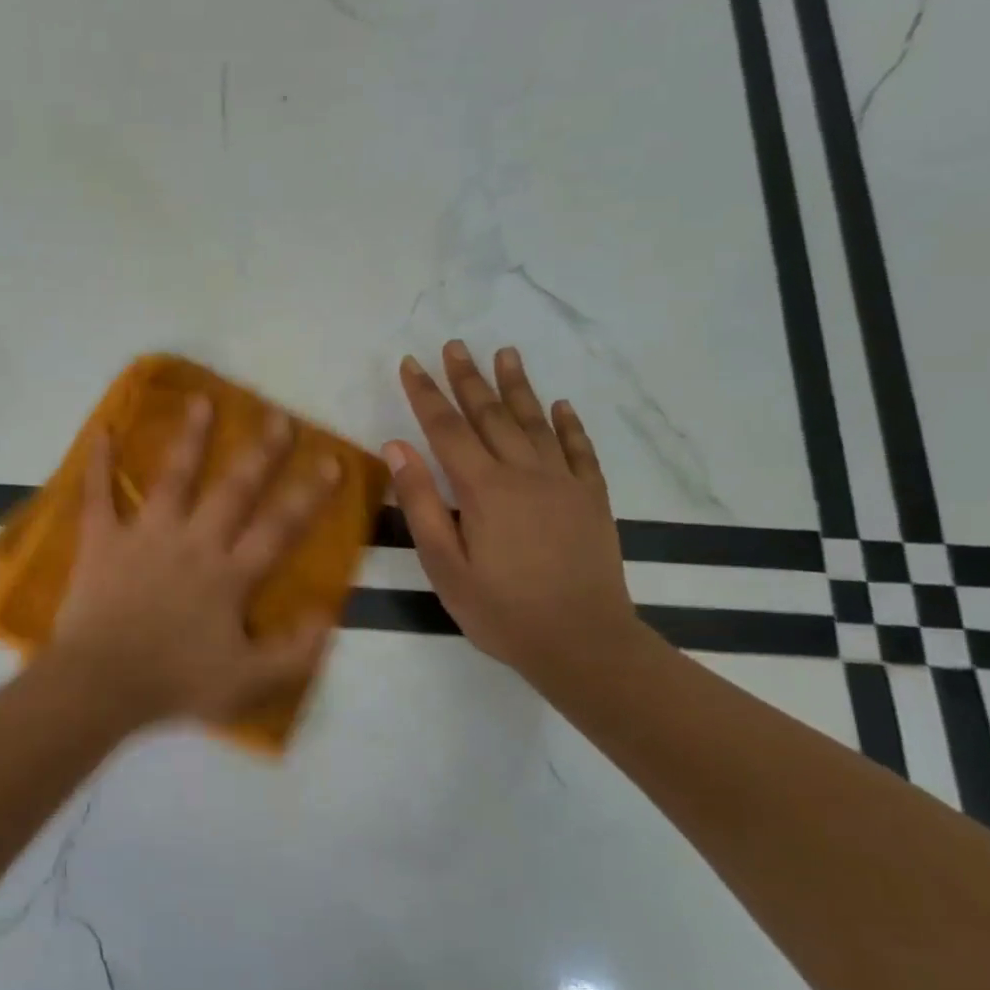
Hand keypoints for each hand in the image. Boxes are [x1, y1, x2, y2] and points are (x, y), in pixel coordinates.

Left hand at [51, 396, 340, 727]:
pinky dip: (99, 464)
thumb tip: (329, 613)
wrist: (101, 686)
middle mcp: (194, 542)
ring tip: (202, 400)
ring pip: (173, 478)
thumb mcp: (249, 682)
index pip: (278, 528)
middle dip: (260, 453)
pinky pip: (99, 496)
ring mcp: (146, 536)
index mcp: (229, 575)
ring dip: (189, 439)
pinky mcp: (103, 541)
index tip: (331, 460)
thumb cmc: (175, 683)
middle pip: (233, 490)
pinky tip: (102, 431)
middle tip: (278, 417)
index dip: (309, 495)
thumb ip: (296, 651)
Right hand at [386, 342, 639, 689]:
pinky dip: (568, 424)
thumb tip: (397, 447)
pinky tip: (560, 405)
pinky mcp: (592, 498)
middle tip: (454, 346)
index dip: (425, 394)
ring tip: (505, 353)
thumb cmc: (501, 610)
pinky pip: (579, 449)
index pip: (446, 428)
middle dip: (468, 378)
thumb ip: (420, 503)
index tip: (411, 364)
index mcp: (483, 488)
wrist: (583, 643)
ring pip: (535, 421)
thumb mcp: (444, 565)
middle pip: (490, 414)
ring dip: (518, 386)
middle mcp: (524, 472)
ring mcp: (564, 482)